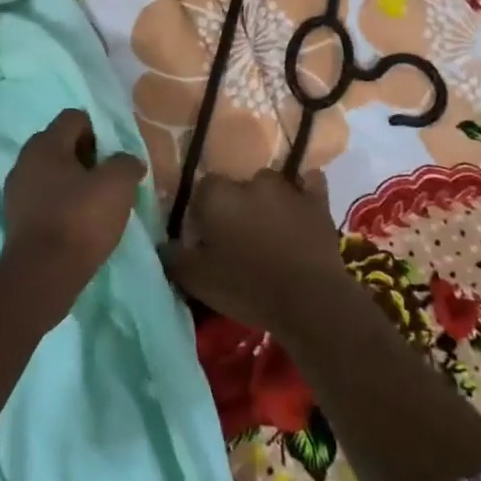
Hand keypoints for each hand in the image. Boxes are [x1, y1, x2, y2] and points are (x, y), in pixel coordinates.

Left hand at [2, 109, 145, 321]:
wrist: (42, 275)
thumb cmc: (80, 219)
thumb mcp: (117, 185)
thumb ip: (126, 163)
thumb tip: (127, 161)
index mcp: (45, 143)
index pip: (74, 117)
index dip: (99, 130)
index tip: (115, 155)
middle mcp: (25, 160)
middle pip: (61, 144)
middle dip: (87, 156)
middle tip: (110, 177)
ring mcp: (16, 191)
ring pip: (52, 173)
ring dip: (74, 182)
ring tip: (97, 203)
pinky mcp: (16, 219)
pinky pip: (44, 198)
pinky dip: (62, 204)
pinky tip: (79, 223)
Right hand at [159, 169, 352, 342]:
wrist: (308, 299)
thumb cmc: (246, 287)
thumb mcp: (196, 280)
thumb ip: (173, 256)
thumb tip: (163, 244)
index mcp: (217, 195)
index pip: (202, 190)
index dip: (203, 212)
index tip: (206, 236)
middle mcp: (250, 181)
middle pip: (237, 187)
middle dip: (235, 206)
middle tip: (237, 237)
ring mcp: (287, 188)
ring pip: (270, 185)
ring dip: (267, 201)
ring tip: (269, 231)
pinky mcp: (317, 201)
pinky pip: (309, 184)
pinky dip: (304, 192)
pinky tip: (300, 208)